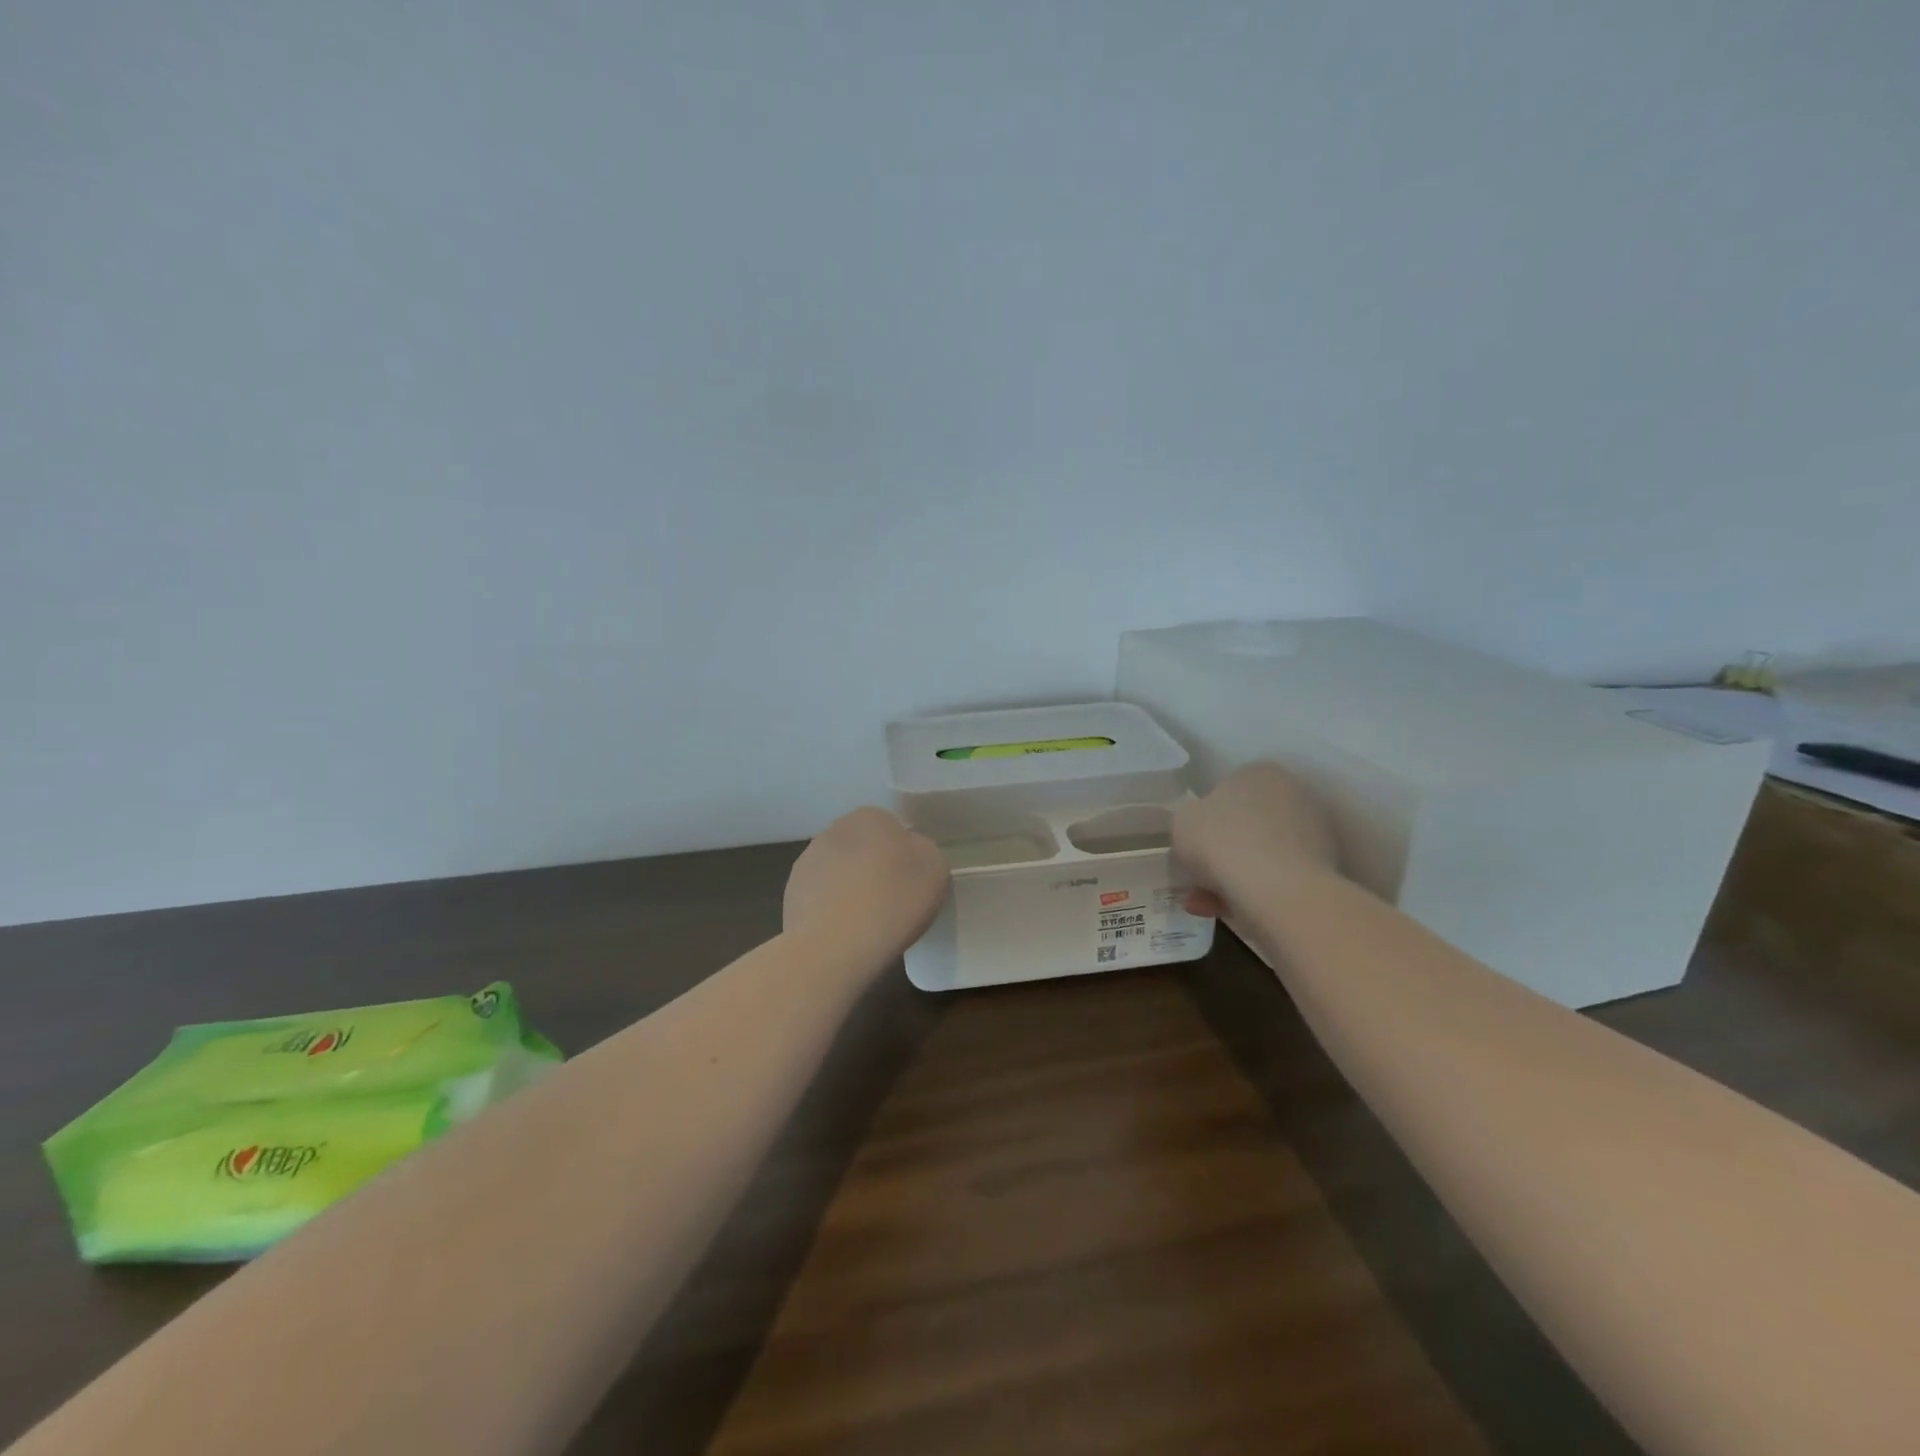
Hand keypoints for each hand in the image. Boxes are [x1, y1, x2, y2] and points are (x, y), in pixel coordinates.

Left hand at [783, 807, 949, 963]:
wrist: (836, 945)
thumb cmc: (894, 899)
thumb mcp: (934, 868)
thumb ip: (922, 850)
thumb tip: (908, 852)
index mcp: (870, 817)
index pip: (892, 829)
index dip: (904, 856)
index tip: (911, 883)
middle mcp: (834, 830)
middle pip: (863, 848)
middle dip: (874, 869)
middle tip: (892, 902)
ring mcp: (807, 862)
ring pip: (839, 872)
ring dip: (850, 888)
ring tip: (867, 923)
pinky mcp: (791, 894)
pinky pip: (821, 898)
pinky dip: (831, 911)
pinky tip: (844, 934)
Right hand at [1173, 764, 1338, 917]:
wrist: (1278, 890)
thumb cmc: (1222, 841)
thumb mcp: (1183, 821)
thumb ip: (1190, 819)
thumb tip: (1202, 829)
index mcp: (1260, 772)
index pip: (1227, 790)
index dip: (1205, 819)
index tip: (1192, 843)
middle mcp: (1293, 793)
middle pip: (1246, 824)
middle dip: (1220, 853)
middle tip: (1197, 877)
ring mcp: (1315, 832)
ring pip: (1261, 855)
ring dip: (1231, 878)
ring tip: (1204, 904)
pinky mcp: (1325, 869)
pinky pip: (1277, 878)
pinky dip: (1252, 893)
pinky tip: (1224, 912)